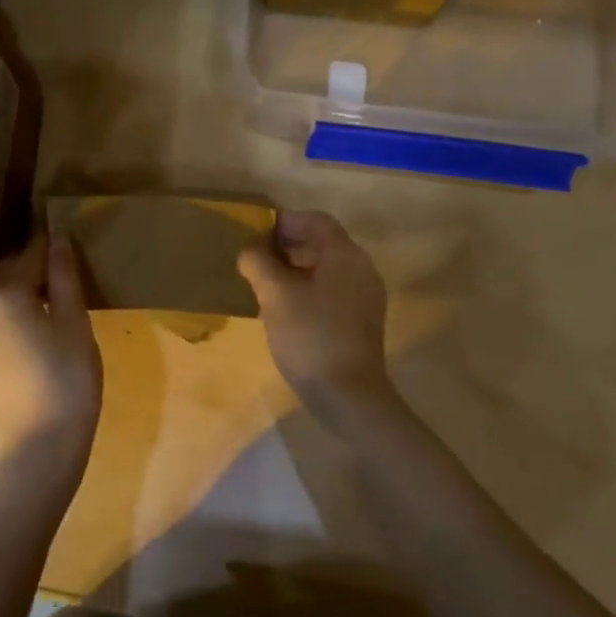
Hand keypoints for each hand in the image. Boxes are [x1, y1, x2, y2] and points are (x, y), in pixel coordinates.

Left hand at [0, 233, 103, 467]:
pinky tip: (34, 323)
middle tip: (65, 273)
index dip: (52, 247)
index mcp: (2, 291)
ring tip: (53, 299)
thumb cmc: (66, 378)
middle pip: (8, 271)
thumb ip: (64, 277)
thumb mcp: (75, 322)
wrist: (37, 446)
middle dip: (33, 267)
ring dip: (21, 290)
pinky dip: (10, 312)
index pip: (31, 253)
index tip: (69, 240)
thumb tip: (59, 239)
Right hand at [238, 210, 397, 428]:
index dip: (286, 222)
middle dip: (288, 245)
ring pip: (326, 268)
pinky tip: (284, 309)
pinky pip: (332, 290)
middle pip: (323, 243)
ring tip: (265, 284)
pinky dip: (308, 289)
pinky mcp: (361, 321)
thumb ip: (259, 262)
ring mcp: (364, 297)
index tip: (257, 235)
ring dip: (295, 268)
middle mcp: (361, 269)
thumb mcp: (275, 295)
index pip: (317, 220)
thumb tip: (251, 249)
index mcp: (345, 255)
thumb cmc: (310, 336)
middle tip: (256, 259)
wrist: (348, 396)